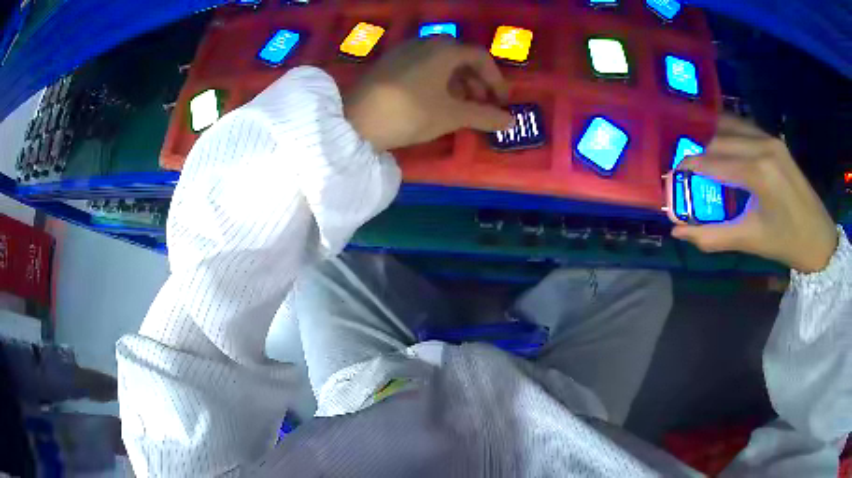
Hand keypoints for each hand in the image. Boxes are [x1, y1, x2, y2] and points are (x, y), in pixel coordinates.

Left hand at [345, 38, 513, 151]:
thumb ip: (484, 116)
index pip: (480, 57)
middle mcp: (424, 42)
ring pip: (440, 61)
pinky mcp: (389, 62)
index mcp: (444, 49)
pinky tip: (434, 100)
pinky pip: (422, 65)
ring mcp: (403, 50)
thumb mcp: (451, 115)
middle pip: (460, 56)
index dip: (496, 79)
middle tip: (481, 103)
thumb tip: (511, 121)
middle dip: (476, 80)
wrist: (355, 122)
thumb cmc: (410, 113)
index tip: (501, 101)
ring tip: (460, 105)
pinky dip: (436, 79)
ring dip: (457, 81)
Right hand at [672, 115, 838, 272]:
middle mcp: (763, 147)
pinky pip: (745, 128)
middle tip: (679, 161)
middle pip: (719, 138)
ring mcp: (771, 140)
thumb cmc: (787, 243)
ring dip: (710, 135)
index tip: (669, 172)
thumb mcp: (750, 241)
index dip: (687, 165)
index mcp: (758, 172)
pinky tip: (718, 140)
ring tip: (694, 147)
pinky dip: (727, 131)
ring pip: (730, 126)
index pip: (712, 161)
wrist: (819, 237)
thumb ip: (712, 236)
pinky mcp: (776, 141)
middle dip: (696, 148)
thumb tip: (678, 231)